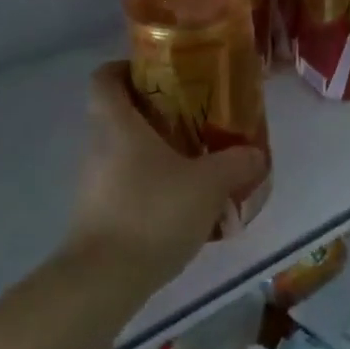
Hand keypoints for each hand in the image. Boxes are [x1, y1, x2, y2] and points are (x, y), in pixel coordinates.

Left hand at [65, 63, 267, 288]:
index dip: (126, 68)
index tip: (160, 73)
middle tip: (194, 116)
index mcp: (117, 124)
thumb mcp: (208, 183)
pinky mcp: (98, 215)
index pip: (105, 77)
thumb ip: (236, 163)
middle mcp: (98, 146)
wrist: (104, 280)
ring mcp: (94, 183)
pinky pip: (125, 184)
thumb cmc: (153, 212)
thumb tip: (255, 153)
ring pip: (123, 151)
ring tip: (195, 161)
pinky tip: (182, 202)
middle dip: (154, 112)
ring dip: (154, 151)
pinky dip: (150, 184)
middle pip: (118, 114)